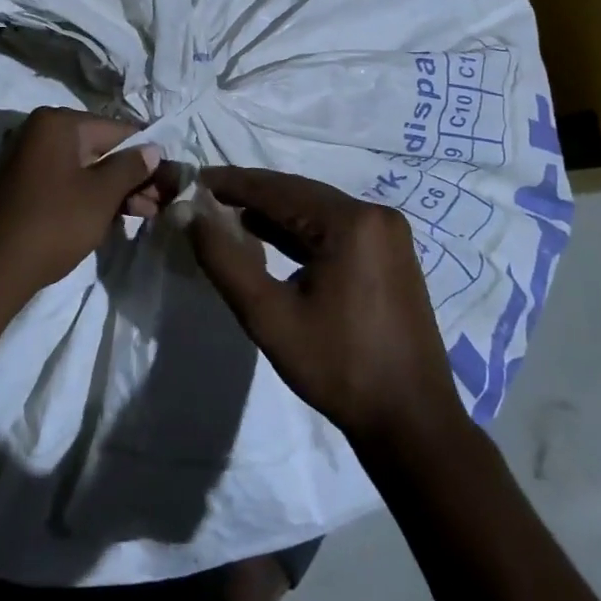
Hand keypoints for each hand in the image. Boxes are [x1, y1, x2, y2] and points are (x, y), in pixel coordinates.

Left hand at [0, 108, 161, 297]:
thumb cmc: (53, 223)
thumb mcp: (100, 195)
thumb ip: (130, 167)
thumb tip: (153, 149)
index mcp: (58, 123)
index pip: (118, 130)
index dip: (147, 153)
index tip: (170, 178)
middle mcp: (41, 132)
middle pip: (101, 148)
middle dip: (132, 176)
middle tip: (159, 204)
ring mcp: (29, 159)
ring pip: (86, 168)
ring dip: (115, 190)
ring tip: (144, 215)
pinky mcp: (24, 186)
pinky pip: (67, 182)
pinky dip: (91, 197)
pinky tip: (113, 217)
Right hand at [184, 167, 459, 445]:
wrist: (410, 421)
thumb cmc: (338, 367)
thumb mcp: (268, 315)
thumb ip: (224, 260)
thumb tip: (190, 215)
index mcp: (350, 222)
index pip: (278, 189)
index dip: (233, 183)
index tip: (196, 179)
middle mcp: (374, 215)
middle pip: (300, 193)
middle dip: (253, 194)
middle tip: (208, 195)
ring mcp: (387, 234)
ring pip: (317, 210)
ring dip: (275, 212)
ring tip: (228, 213)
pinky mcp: (390, 254)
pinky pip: (335, 228)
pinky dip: (300, 230)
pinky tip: (268, 236)